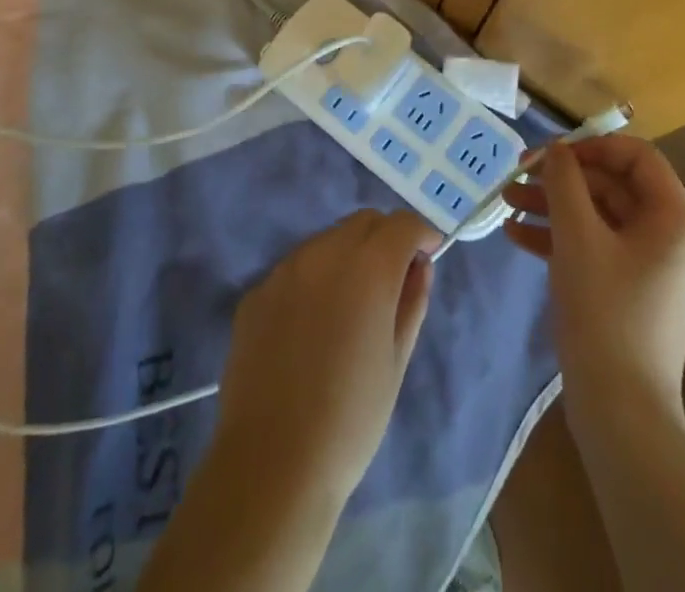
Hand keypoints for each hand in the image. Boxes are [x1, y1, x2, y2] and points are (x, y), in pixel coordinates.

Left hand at [213, 209, 440, 501]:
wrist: (272, 462)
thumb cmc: (351, 418)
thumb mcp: (397, 361)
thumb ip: (412, 301)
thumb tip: (419, 265)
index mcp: (367, 267)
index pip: (402, 224)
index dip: (420, 233)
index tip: (428, 253)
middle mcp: (324, 252)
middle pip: (363, 222)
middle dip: (385, 238)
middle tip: (392, 278)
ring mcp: (284, 269)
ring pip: (327, 240)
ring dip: (347, 255)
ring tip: (350, 304)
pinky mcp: (256, 292)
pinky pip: (295, 269)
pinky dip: (313, 279)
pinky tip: (310, 326)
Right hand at [503, 137, 684, 417]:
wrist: (621, 414)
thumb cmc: (605, 312)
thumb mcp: (578, 237)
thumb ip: (565, 183)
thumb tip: (556, 150)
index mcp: (673, 219)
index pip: (636, 156)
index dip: (592, 146)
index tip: (551, 154)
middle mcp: (668, 238)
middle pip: (613, 186)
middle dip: (561, 179)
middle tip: (517, 175)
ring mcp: (649, 268)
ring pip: (598, 217)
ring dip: (553, 207)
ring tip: (506, 203)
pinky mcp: (629, 294)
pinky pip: (595, 249)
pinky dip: (559, 239)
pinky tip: (517, 238)